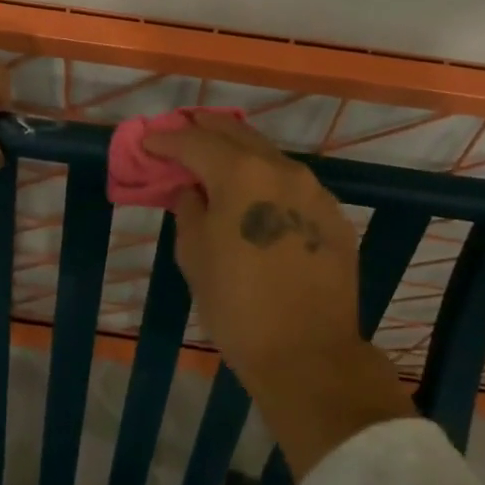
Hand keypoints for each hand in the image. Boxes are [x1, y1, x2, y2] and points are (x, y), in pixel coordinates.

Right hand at [145, 115, 415, 476]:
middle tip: (183, 128)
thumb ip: (189, 210)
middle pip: (237, 134)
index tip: (149, 141)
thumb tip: (192, 190)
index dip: (168, 140)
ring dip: (241, 152)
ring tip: (218, 158)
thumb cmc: (238, 306)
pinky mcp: (335, 216)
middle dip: (206, 129)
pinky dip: (269, 181)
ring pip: (270, 157)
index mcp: (242, 174)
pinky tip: (258, 197)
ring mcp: (314, 191)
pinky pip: (294, 186)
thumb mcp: (195, 256)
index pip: (196, 142)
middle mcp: (281, 169)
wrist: (309, 356)